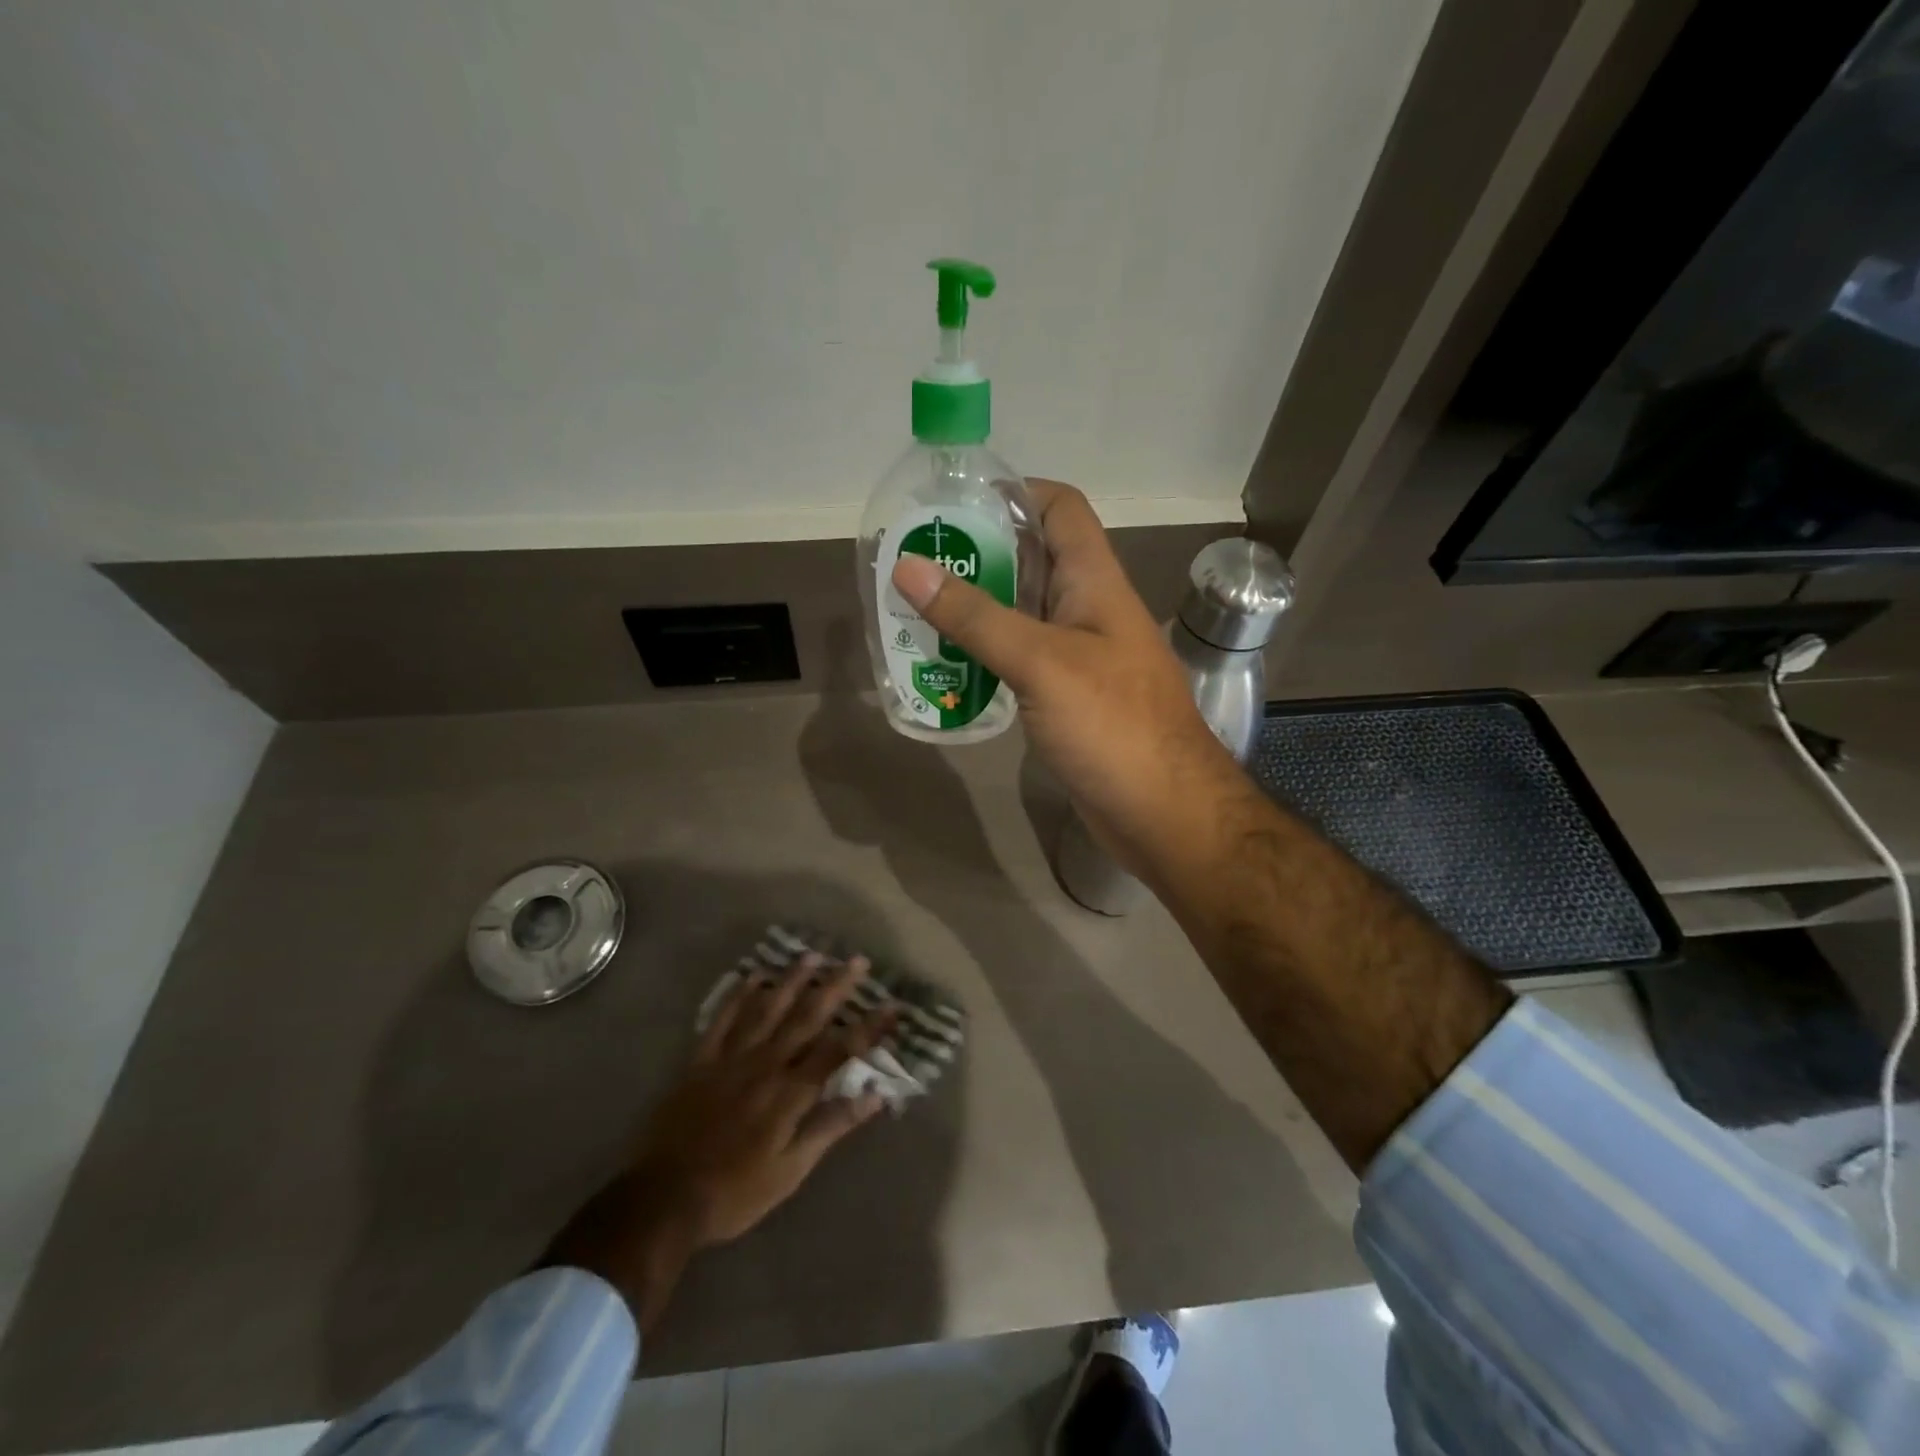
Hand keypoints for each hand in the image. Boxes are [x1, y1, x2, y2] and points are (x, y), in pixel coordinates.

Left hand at [543, 954, 890, 1330]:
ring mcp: (731, 1058)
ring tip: (813, 955)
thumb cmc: (734, 1192)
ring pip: (767, 1009)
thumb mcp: (790, 1170)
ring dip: (792, 980)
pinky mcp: (701, 1061)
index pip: (839, 1050)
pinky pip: (722, 1019)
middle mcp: (765, 1064)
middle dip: (836, 987)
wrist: (662, 1199)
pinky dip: (739, 995)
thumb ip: (830, 1127)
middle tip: (858, 961)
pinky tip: (754, 976)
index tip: (893, 1006)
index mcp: (790, 1092)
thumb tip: (874, 1096)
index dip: (869, 1027)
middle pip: (807, 1017)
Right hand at [890, 481, 1234, 874]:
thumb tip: (909, 566)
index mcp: (1094, 582)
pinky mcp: (1068, 699)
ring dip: (976, 609)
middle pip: (1034, 560)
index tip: (954, 502)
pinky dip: (986, 656)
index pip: (1061, 509)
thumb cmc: (1112, 726)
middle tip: (916, 560)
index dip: (1014, 492)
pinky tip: (947, 665)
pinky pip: (1021, 661)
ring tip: (915, 609)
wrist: (1164, 814)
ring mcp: (1079, 657)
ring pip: (1022, 614)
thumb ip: (976, 616)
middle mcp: (1088, 610)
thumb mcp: (1040, 662)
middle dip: (979, 554)